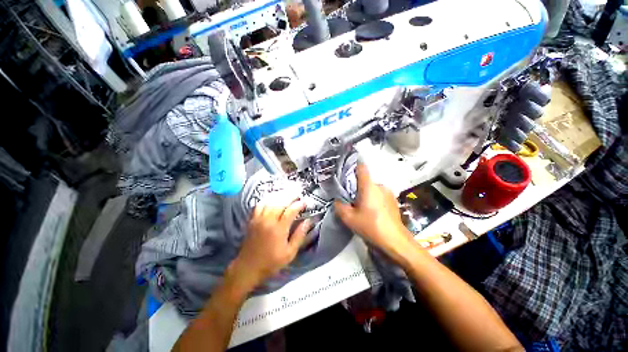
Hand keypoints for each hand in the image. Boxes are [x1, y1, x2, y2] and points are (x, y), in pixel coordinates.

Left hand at [229, 198, 309, 290]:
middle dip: (290, 196)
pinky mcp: (252, 220)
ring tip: (287, 194)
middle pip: (280, 203)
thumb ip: (299, 236)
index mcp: (279, 229)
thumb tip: (307, 222)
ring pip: (270, 201)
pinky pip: (259, 205)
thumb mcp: (289, 253)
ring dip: (279, 196)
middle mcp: (268, 221)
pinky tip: (272, 199)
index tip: (304, 203)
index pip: (290, 211)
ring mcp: (258, 219)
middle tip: (297, 194)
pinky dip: (266, 199)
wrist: (248, 267)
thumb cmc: (271, 262)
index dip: (298, 205)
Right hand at [335, 163, 415, 261]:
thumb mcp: (349, 218)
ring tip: (361, 207)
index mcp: (369, 186)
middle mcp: (380, 186)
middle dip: (356, 187)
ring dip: (365, 194)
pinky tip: (372, 212)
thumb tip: (338, 200)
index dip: (353, 167)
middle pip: (365, 180)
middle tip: (350, 198)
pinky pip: (379, 195)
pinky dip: (373, 199)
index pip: (361, 168)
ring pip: (372, 188)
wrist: (395, 241)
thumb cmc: (371, 226)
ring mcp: (388, 193)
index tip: (345, 173)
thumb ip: (339, 206)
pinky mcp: (393, 200)